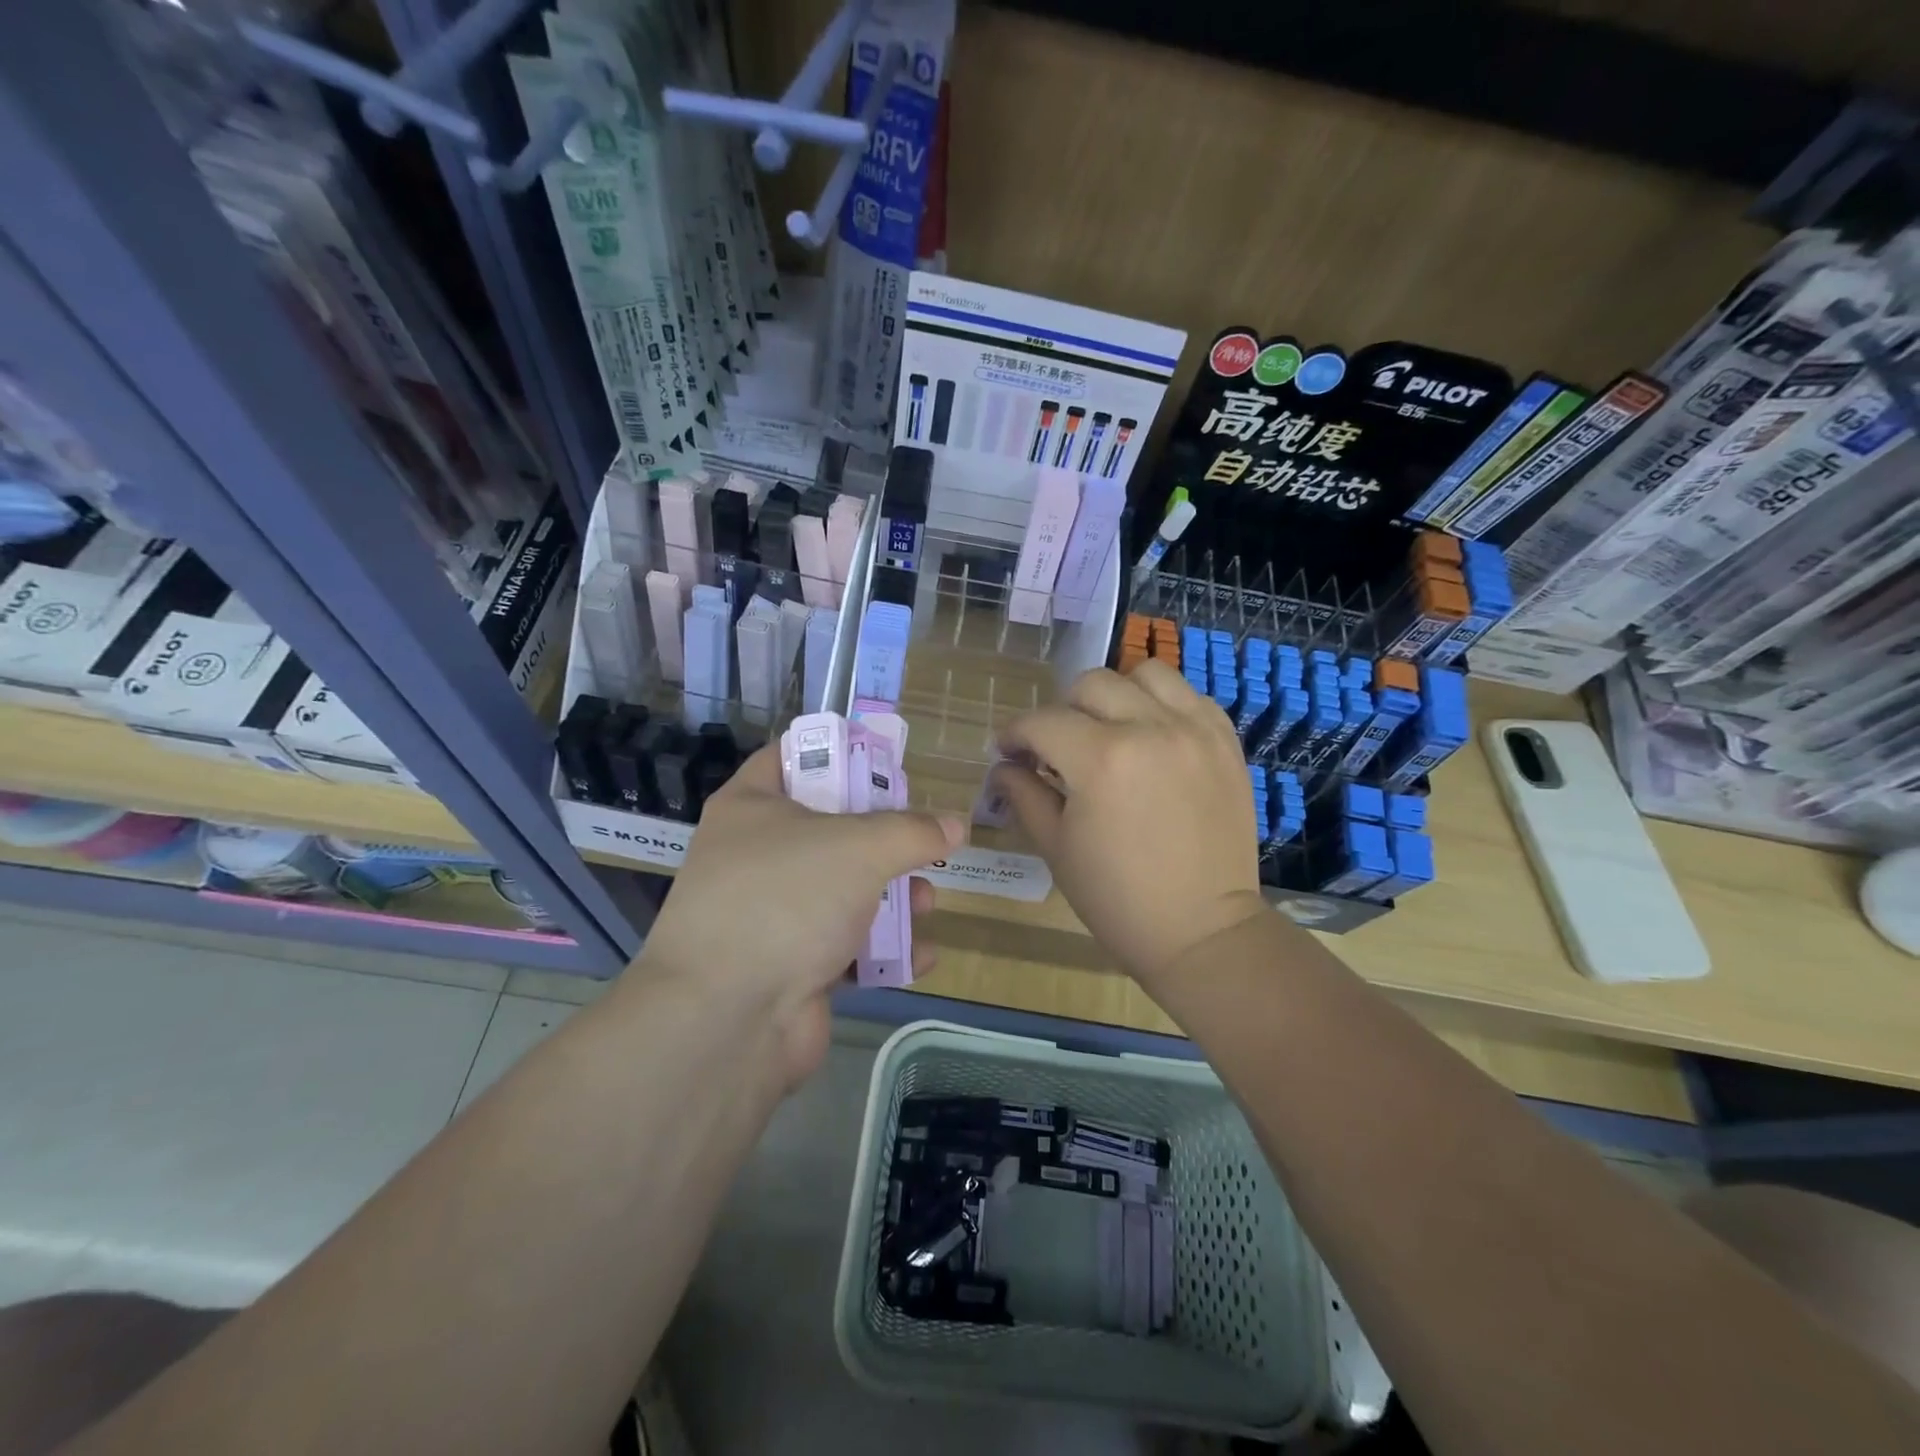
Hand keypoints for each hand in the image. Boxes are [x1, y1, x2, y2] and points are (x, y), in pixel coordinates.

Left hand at [630, 744, 963, 1085]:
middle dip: (884, 840)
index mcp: (752, 807)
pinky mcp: (789, 966)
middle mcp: (756, 855)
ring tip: (926, 903)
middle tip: (921, 840)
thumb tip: (956, 826)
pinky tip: (920, 957)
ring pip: (843, 890)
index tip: (888, 763)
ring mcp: (771, 914)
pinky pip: (844, 946)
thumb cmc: (786, 901)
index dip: (841, 752)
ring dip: (892, 898)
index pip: (793, 756)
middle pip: (831, 828)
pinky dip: (881, 951)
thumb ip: (913, 831)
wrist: (726, 1019)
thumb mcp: (859, 849)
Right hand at [993, 661, 1268, 985]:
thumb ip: (1024, 794)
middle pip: (1090, 684)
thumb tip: (1004, 766)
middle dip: (1061, 712)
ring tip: (1110, 730)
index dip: (1015, 734)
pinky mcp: (1225, 741)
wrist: (1202, 931)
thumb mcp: (1056, 848)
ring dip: (1116, 695)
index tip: (1010, 752)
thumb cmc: (1117, 899)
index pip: (1042, 722)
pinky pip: (1188, 695)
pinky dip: (1162, 704)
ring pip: (1145, 674)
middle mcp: (1150, 728)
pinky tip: (1152, 737)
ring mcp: (1194, 730)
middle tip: (1058, 747)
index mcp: (1101, 760)